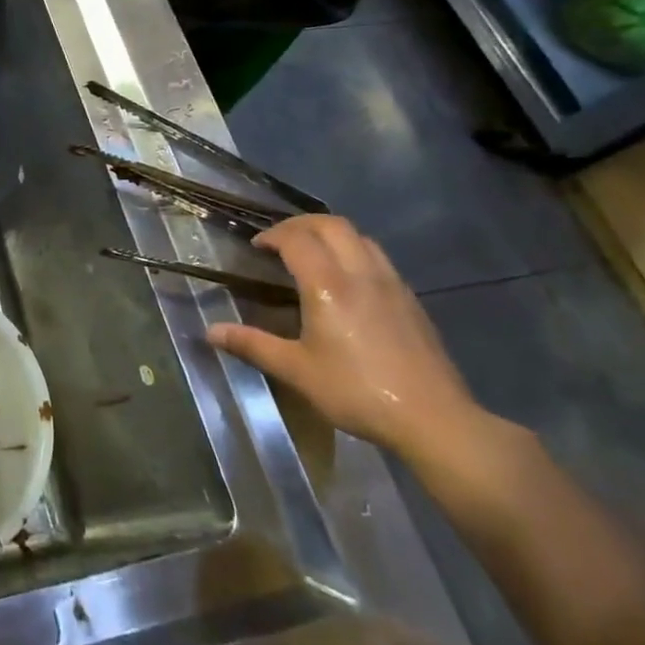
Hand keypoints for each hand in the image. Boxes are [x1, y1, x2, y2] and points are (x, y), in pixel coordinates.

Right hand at [206, 216, 486, 464]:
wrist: (434, 419)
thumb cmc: (356, 391)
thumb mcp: (296, 370)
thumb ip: (252, 345)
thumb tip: (210, 332)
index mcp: (328, 285)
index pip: (297, 239)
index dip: (272, 235)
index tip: (256, 247)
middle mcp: (361, 273)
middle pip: (331, 225)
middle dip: (300, 225)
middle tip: (279, 241)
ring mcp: (392, 284)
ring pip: (360, 237)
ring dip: (331, 235)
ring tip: (312, 254)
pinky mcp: (411, 300)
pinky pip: (378, 258)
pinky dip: (354, 252)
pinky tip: (347, 282)